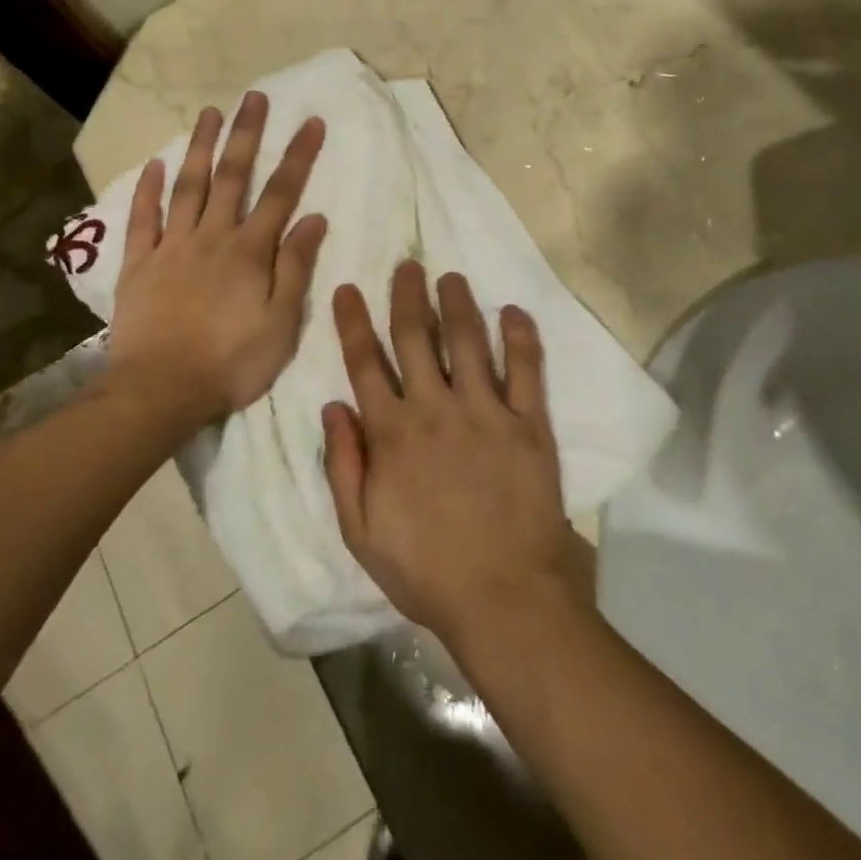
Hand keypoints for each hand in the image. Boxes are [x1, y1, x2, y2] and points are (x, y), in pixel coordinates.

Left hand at [107, 91, 327, 431]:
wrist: (160, 391)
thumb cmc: (231, 362)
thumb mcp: (281, 322)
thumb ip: (295, 267)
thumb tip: (313, 218)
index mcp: (249, 251)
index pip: (281, 193)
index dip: (298, 156)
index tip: (311, 122)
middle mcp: (211, 237)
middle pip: (232, 177)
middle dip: (246, 135)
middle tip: (254, 97)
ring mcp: (171, 247)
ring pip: (187, 186)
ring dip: (199, 147)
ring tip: (209, 113)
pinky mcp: (138, 264)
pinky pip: (143, 219)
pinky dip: (148, 190)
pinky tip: (154, 164)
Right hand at [322, 262, 585, 655]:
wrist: (503, 595)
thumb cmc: (425, 569)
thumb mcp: (360, 531)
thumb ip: (343, 466)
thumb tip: (332, 406)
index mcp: (392, 433)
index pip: (366, 363)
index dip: (354, 323)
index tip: (349, 288)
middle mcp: (436, 408)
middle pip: (417, 337)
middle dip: (408, 296)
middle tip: (407, 264)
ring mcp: (486, 411)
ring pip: (469, 341)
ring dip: (458, 303)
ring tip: (451, 276)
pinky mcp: (528, 423)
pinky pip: (526, 369)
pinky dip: (521, 336)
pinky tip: (513, 310)